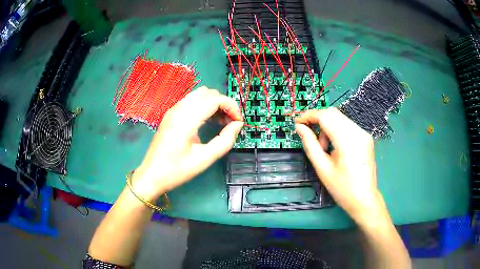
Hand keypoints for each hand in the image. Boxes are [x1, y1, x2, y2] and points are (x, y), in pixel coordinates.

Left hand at [132, 86, 243, 199]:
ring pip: (200, 94)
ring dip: (214, 103)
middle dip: (224, 103)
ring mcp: (173, 110)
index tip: (239, 122)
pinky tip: (207, 121)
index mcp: (186, 119)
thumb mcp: (205, 159)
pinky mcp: (171, 114)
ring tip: (221, 122)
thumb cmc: (177, 170)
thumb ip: (225, 140)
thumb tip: (237, 125)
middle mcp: (179, 109)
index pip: (215, 98)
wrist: (151, 175)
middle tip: (231, 122)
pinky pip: (191, 101)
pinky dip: (204, 105)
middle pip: (208, 92)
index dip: (231, 106)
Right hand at [295, 107, 380, 223]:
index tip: (297, 123)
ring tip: (323, 147)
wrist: (364, 200)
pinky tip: (333, 146)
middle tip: (307, 134)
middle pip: (333, 113)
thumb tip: (299, 128)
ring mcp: (364, 134)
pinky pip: (347, 125)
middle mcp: (358, 132)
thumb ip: (310, 144)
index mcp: (348, 140)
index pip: (325, 116)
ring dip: (326, 126)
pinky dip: (336, 130)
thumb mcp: (322, 168)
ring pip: (340, 118)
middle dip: (317, 119)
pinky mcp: (365, 138)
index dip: (309, 116)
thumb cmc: (342, 188)